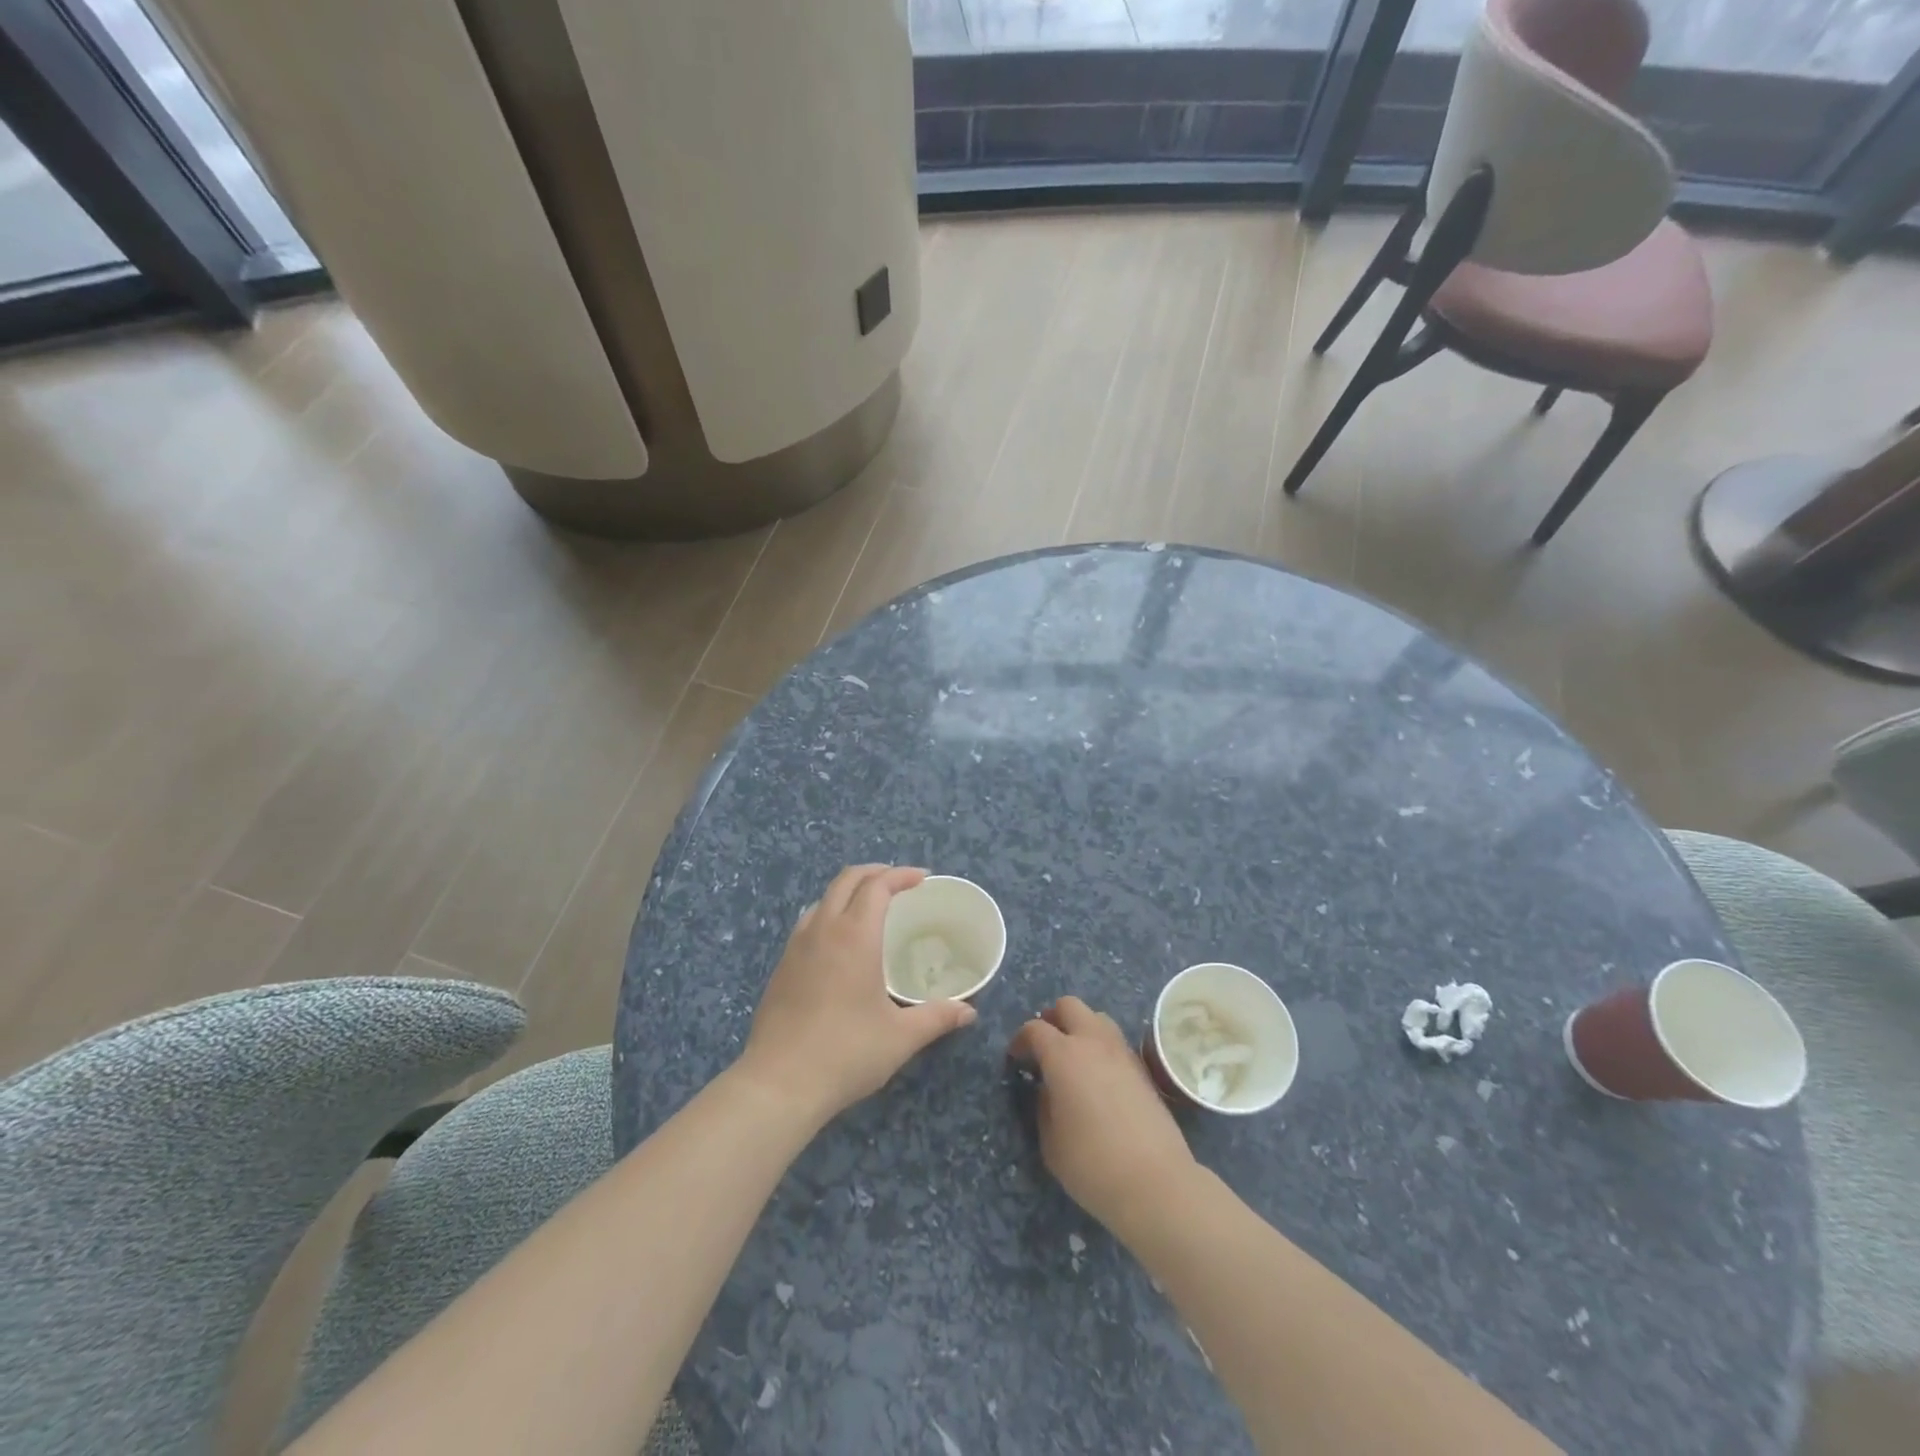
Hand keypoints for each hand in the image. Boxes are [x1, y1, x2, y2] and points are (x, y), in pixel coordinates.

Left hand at [738, 864, 977, 1124]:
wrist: (779, 1084)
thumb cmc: (847, 1053)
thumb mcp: (901, 1037)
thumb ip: (937, 1017)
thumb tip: (969, 1011)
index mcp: (854, 935)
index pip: (877, 886)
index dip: (901, 875)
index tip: (922, 879)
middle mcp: (823, 930)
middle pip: (846, 880)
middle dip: (875, 872)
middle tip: (899, 883)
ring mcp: (796, 947)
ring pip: (822, 898)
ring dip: (848, 891)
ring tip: (869, 908)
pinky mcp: (781, 967)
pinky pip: (808, 923)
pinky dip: (829, 914)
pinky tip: (838, 943)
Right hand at [1008, 996, 1195, 1238]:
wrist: (1156, 1183)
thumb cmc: (1092, 1165)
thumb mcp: (1050, 1142)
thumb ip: (1043, 1106)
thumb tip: (1048, 1089)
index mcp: (1063, 1055)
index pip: (1035, 1028)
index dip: (1021, 1040)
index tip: (1016, 1059)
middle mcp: (1093, 1042)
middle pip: (1069, 1006)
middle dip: (1052, 1019)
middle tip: (1044, 1047)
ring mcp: (1122, 1052)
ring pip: (1097, 1017)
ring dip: (1080, 1028)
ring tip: (1073, 1058)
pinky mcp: (1143, 1068)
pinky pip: (1115, 1041)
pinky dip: (1101, 1046)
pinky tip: (1098, 1076)